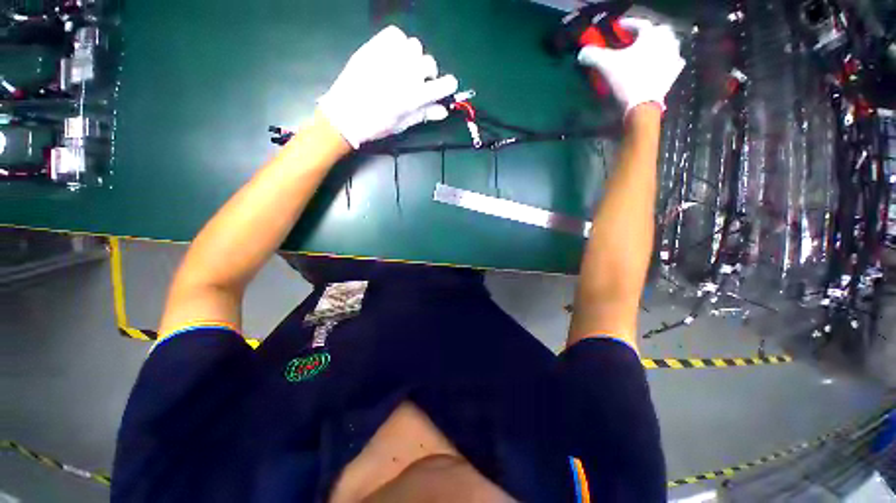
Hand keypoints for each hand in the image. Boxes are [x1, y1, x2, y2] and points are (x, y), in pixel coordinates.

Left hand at [318, 26, 458, 148]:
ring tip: (404, 67)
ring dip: (413, 57)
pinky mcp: (374, 47)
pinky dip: (398, 43)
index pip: (442, 85)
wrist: (345, 114)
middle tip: (418, 81)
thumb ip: (424, 114)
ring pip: (414, 46)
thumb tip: (443, 110)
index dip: (448, 85)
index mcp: (413, 97)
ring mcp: (389, 58)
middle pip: (429, 63)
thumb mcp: (403, 124)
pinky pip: (395, 35)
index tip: (447, 86)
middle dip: (427, 73)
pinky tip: (393, 55)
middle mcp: (405, 73)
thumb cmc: (376, 125)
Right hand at [577, 18, 684, 113]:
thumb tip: (582, 52)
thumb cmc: (627, 80)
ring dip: (660, 44)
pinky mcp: (673, 74)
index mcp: (651, 35)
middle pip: (659, 31)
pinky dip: (668, 60)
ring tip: (650, 49)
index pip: (639, 24)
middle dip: (648, 33)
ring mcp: (672, 58)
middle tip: (637, 38)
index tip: (619, 27)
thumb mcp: (606, 65)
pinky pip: (674, 62)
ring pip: (669, 44)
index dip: (628, 24)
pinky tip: (663, 64)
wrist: (643, 104)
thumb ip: (594, 55)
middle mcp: (666, 42)